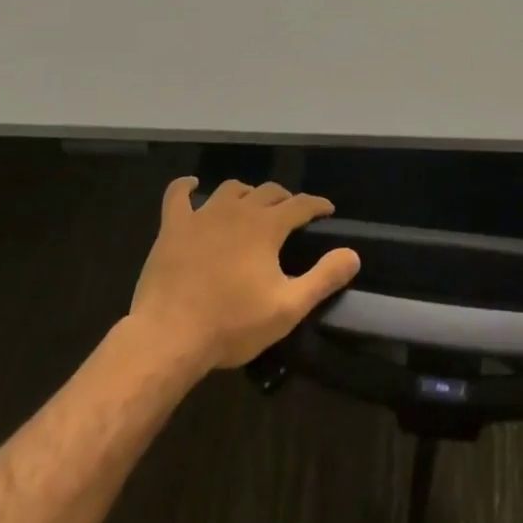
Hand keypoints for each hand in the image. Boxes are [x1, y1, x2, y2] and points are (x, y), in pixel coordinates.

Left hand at [126, 178, 360, 372]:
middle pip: (268, 192)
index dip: (317, 205)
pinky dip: (186, 186)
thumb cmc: (233, 324)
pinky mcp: (172, 227)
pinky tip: (193, 185)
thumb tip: (353, 255)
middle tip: (292, 214)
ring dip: (246, 194)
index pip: (301, 204)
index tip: (327, 211)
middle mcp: (237, 210)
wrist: (169, 337)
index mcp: (266, 227)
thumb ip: (324, 278)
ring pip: (230, 189)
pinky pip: (178, 195)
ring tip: (252, 206)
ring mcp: (201, 216)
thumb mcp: (288, 307)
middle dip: (285, 199)